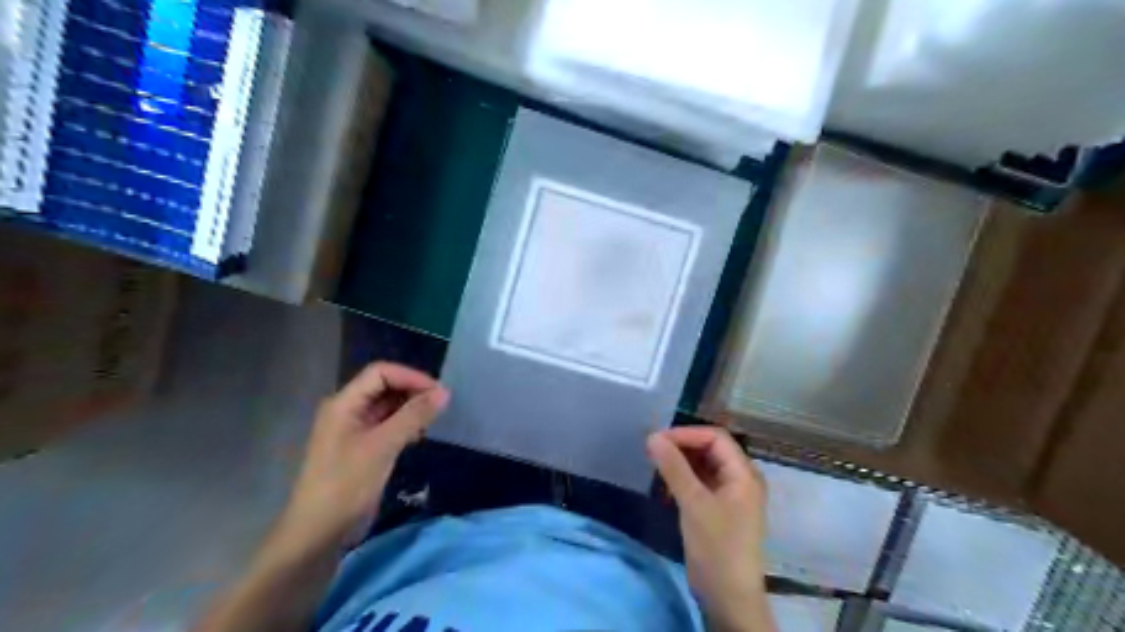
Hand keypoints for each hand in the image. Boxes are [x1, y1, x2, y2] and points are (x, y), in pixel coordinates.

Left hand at [272, 361, 449, 558]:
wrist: (318, 532)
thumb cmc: (346, 484)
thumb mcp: (383, 446)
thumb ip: (414, 416)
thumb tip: (444, 392)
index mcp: (344, 403)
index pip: (381, 373)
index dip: (410, 376)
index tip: (438, 392)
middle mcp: (347, 410)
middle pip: (384, 386)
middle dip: (412, 391)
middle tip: (440, 407)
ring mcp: (353, 429)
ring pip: (387, 406)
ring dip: (410, 409)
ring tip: (432, 421)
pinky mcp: (361, 446)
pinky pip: (386, 424)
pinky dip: (404, 425)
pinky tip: (418, 436)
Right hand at [645, 425, 779, 631]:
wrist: (729, 597)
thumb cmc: (716, 547)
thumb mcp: (693, 503)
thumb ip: (674, 468)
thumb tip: (652, 437)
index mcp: (744, 474)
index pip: (715, 438)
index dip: (686, 434)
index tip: (657, 440)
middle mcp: (741, 479)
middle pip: (711, 449)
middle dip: (683, 446)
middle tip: (653, 450)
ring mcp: (732, 495)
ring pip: (705, 466)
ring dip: (682, 462)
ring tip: (656, 463)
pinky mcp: (721, 509)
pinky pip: (703, 482)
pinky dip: (685, 478)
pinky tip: (666, 483)